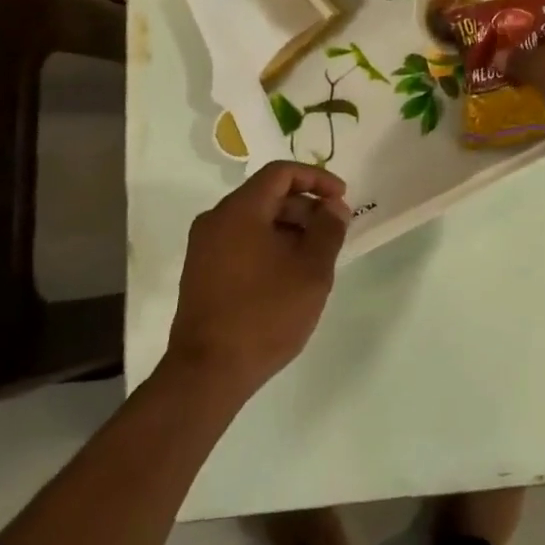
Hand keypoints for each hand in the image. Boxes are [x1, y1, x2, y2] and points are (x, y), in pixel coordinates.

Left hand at [165, 162, 353, 400]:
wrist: (207, 372)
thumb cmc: (265, 314)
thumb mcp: (311, 270)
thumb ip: (328, 230)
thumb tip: (334, 207)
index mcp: (240, 210)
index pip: (281, 173)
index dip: (317, 179)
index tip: (342, 199)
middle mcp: (216, 220)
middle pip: (267, 195)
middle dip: (305, 207)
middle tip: (334, 232)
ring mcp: (204, 247)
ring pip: (255, 220)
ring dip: (289, 228)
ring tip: (316, 257)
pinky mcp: (202, 272)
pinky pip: (241, 242)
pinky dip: (269, 245)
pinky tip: (289, 274)